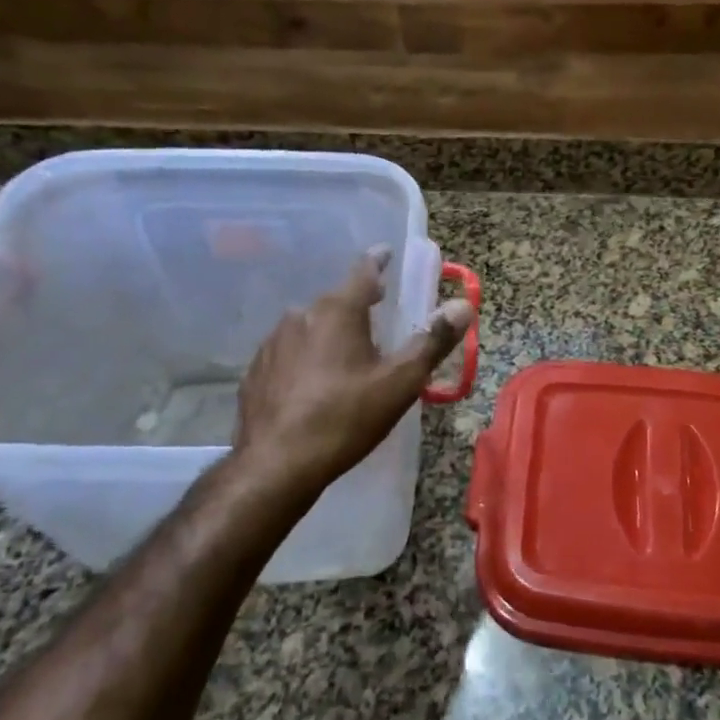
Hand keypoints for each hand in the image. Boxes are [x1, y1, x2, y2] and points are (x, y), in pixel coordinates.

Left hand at [232, 247, 471, 504]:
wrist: (276, 466)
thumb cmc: (346, 418)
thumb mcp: (400, 382)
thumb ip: (433, 340)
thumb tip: (463, 304)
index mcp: (338, 311)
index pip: (364, 271)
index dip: (378, 261)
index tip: (386, 253)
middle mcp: (301, 316)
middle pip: (336, 300)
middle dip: (358, 303)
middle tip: (377, 311)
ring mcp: (272, 343)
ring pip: (309, 326)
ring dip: (329, 332)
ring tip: (346, 354)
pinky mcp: (256, 372)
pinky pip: (288, 354)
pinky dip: (304, 358)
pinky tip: (311, 384)